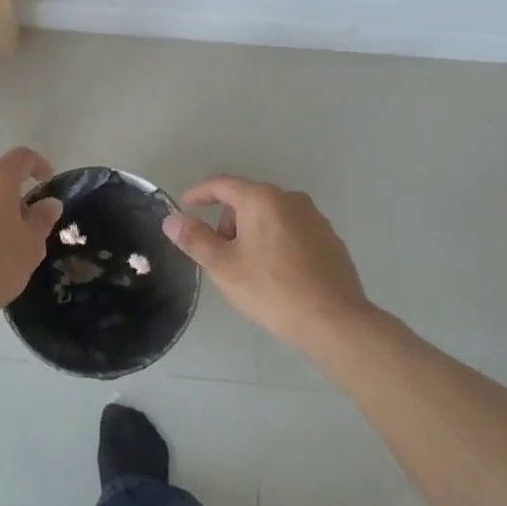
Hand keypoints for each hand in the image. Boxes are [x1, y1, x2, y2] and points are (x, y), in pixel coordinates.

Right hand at [161, 177, 375, 349]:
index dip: (199, 194)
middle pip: (248, 201)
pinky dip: (277, 243)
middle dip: (228, 222)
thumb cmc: (271, 289)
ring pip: (271, 216)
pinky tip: (278, 275)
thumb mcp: (222, 266)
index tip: (185, 207)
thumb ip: (195, 239)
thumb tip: (172, 220)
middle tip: (220, 255)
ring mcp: (315, 219)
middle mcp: (290, 199)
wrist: (334, 321)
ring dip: (253, 233)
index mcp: (261, 199)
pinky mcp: (330, 240)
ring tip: (249, 269)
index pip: (222, 185)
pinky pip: (293, 232)